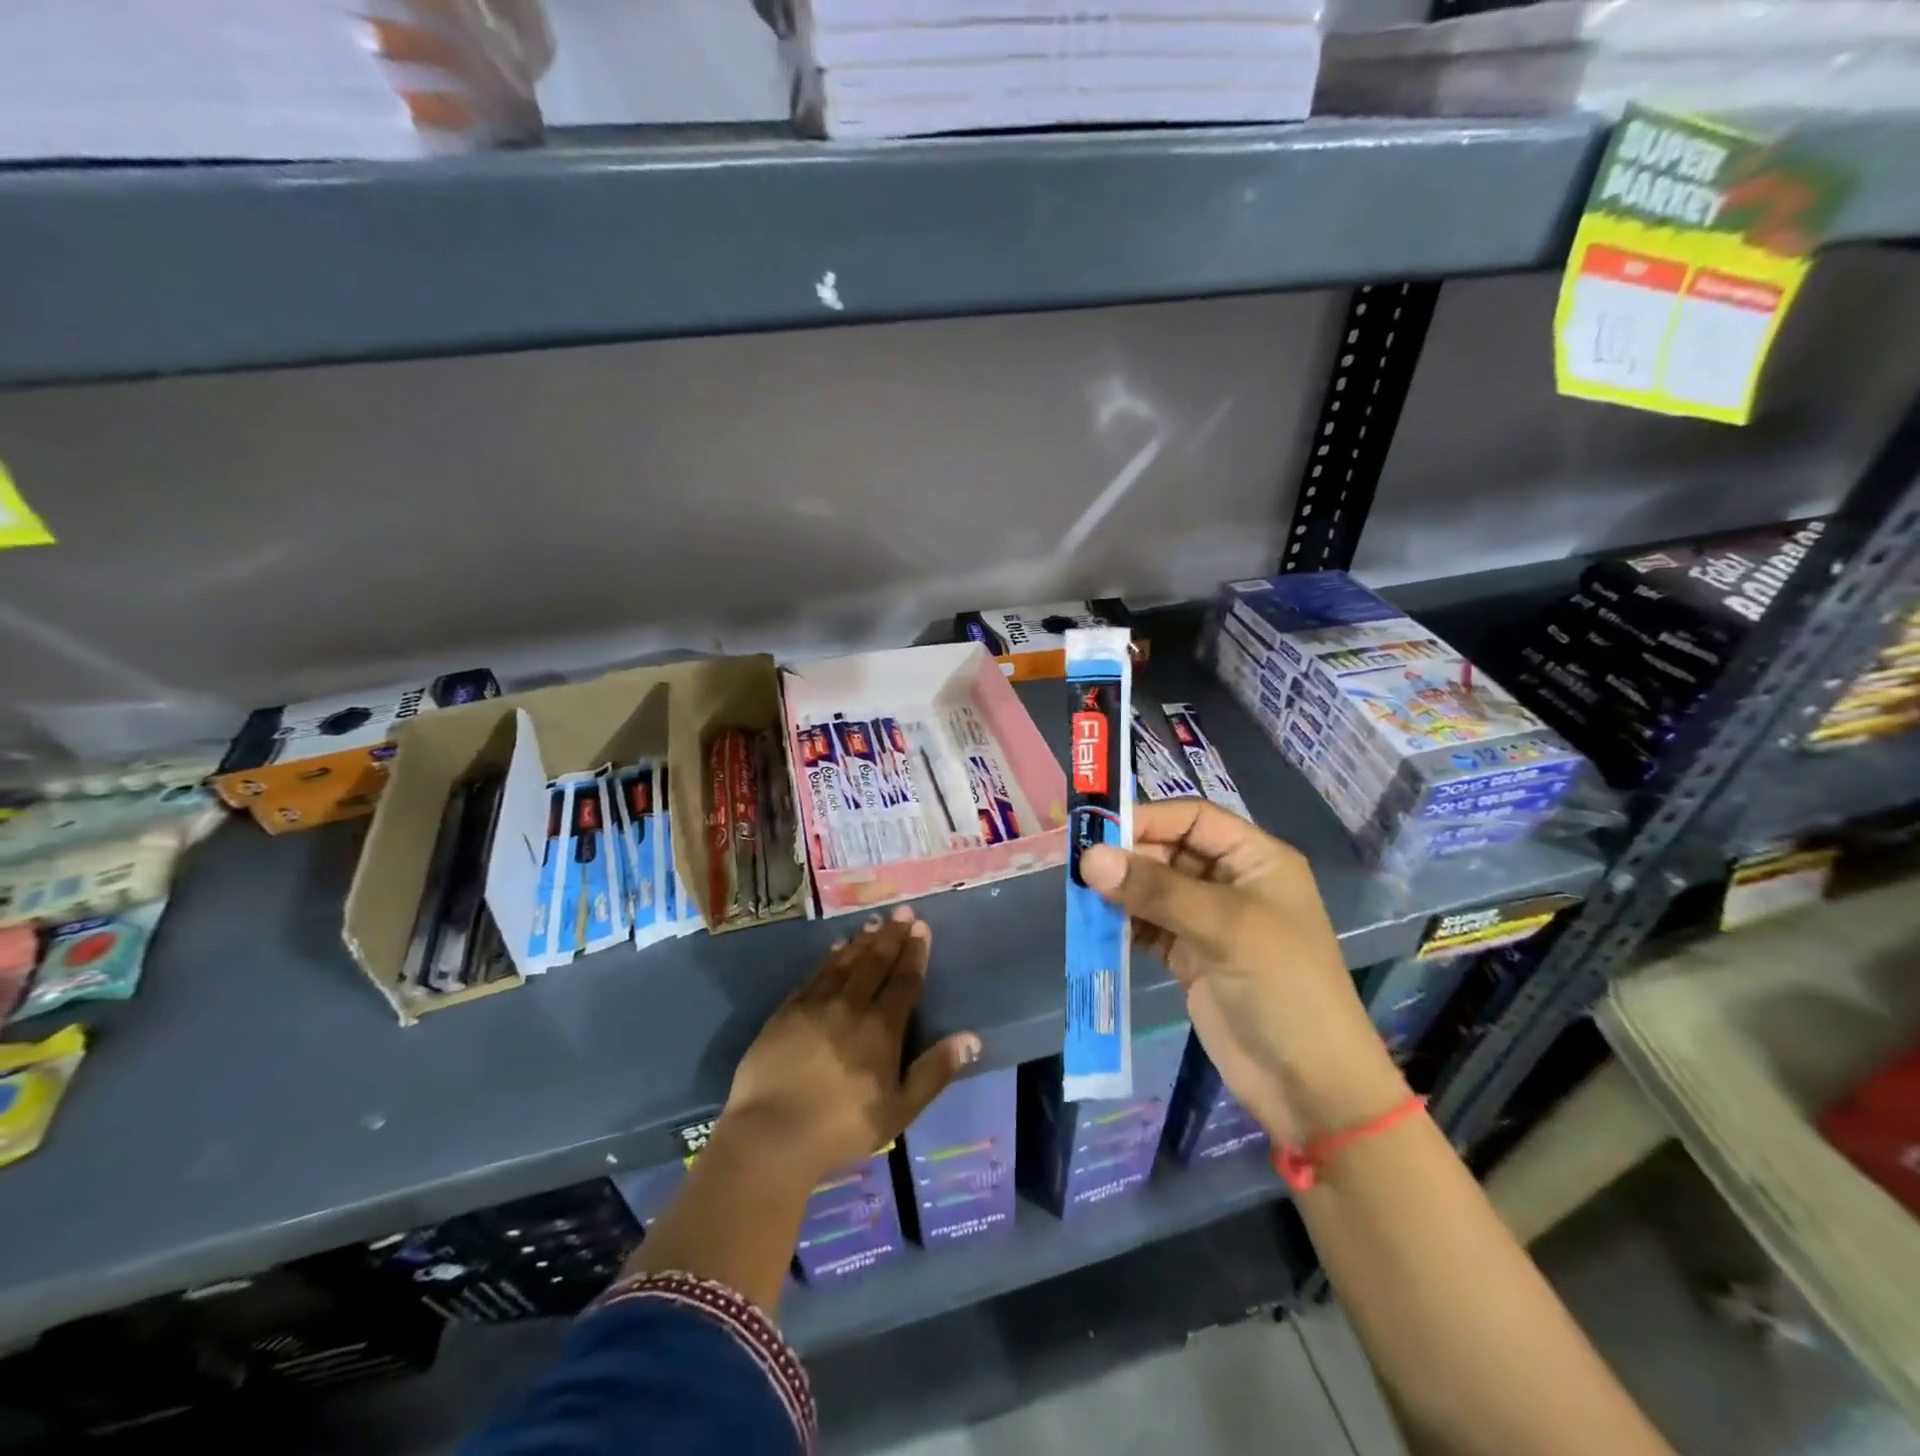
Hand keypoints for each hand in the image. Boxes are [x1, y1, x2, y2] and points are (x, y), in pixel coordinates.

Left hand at [723, 905, 980, 1185]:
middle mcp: (850, 1006)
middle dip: (891, 936)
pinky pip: (814, 975)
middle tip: (901, 912)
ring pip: (844, 963)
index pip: (903, 981)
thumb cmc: (842, 1127)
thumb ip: (935, 1071)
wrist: (771, 1134)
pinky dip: (829, 959)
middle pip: (875, 963)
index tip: (921, 928)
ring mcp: (815, 1005)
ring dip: (862, 942)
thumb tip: (971, 1038)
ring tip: (874, 924)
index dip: (914, 953)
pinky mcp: (786, 1012)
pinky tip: (835, 950)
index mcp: (881, 1028)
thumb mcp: (900, 1109)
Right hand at [1080, 800, 1406, 1145]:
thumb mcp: (1224, 927)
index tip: (1097, 833)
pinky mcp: (1189, 956)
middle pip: (1168, 851)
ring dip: (1120, 891)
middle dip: (1127, 857)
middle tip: (1080, 869)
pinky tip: (1095, 925)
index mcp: (1255, 859)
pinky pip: (1147, 926)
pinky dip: (1122, 924)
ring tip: (1081, 896)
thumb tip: (1089, 858)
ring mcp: (1208, 921)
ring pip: (1153, 889)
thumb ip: (1155, 890)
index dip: (1147, 819)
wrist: (1308, 1086)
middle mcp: (1230, 882)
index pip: (1193, 819)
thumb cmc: (1281, 988)